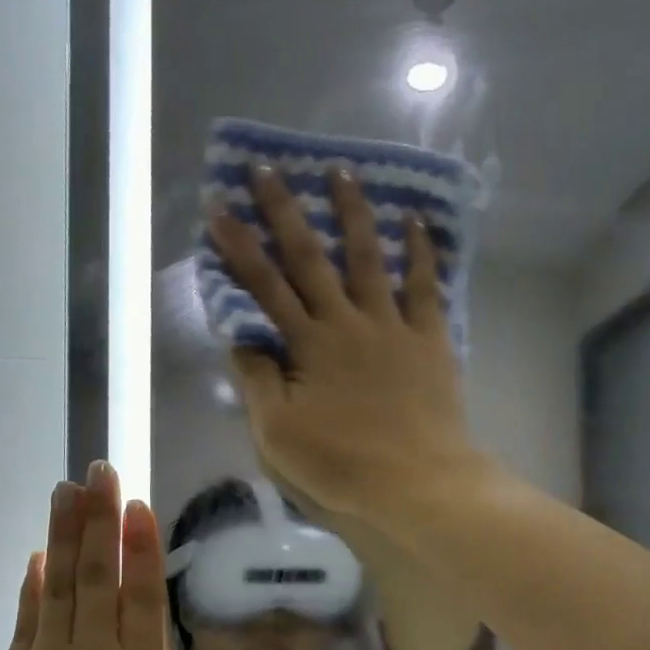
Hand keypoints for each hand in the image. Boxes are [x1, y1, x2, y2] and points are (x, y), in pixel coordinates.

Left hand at [0, 463, 295, 649]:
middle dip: (100, 520)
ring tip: (66, 490)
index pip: (141, 600)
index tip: (136, 504)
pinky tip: (36, 558)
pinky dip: (33, 587)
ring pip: (59, 589)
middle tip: (98, 469)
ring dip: (64, 537)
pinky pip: (25, 623)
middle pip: (98, 578)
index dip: (140, 549)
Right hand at [211, 165, 485, 521]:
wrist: (418, 480)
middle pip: (311, 259)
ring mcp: (392, 326)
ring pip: (369, 258)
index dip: (239, 247)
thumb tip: (242, 341)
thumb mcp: (279, 435)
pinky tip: (415, 221)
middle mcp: (347, 323)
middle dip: (285, 212)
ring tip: (342, 170)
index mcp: (308, 346)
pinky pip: (426, 286)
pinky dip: (421, 252)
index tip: (219, 207)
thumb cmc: (344, 464)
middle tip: (266, 169)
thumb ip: (258, 384)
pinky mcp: (430, 339)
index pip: (265, 287)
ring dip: (353, 213)